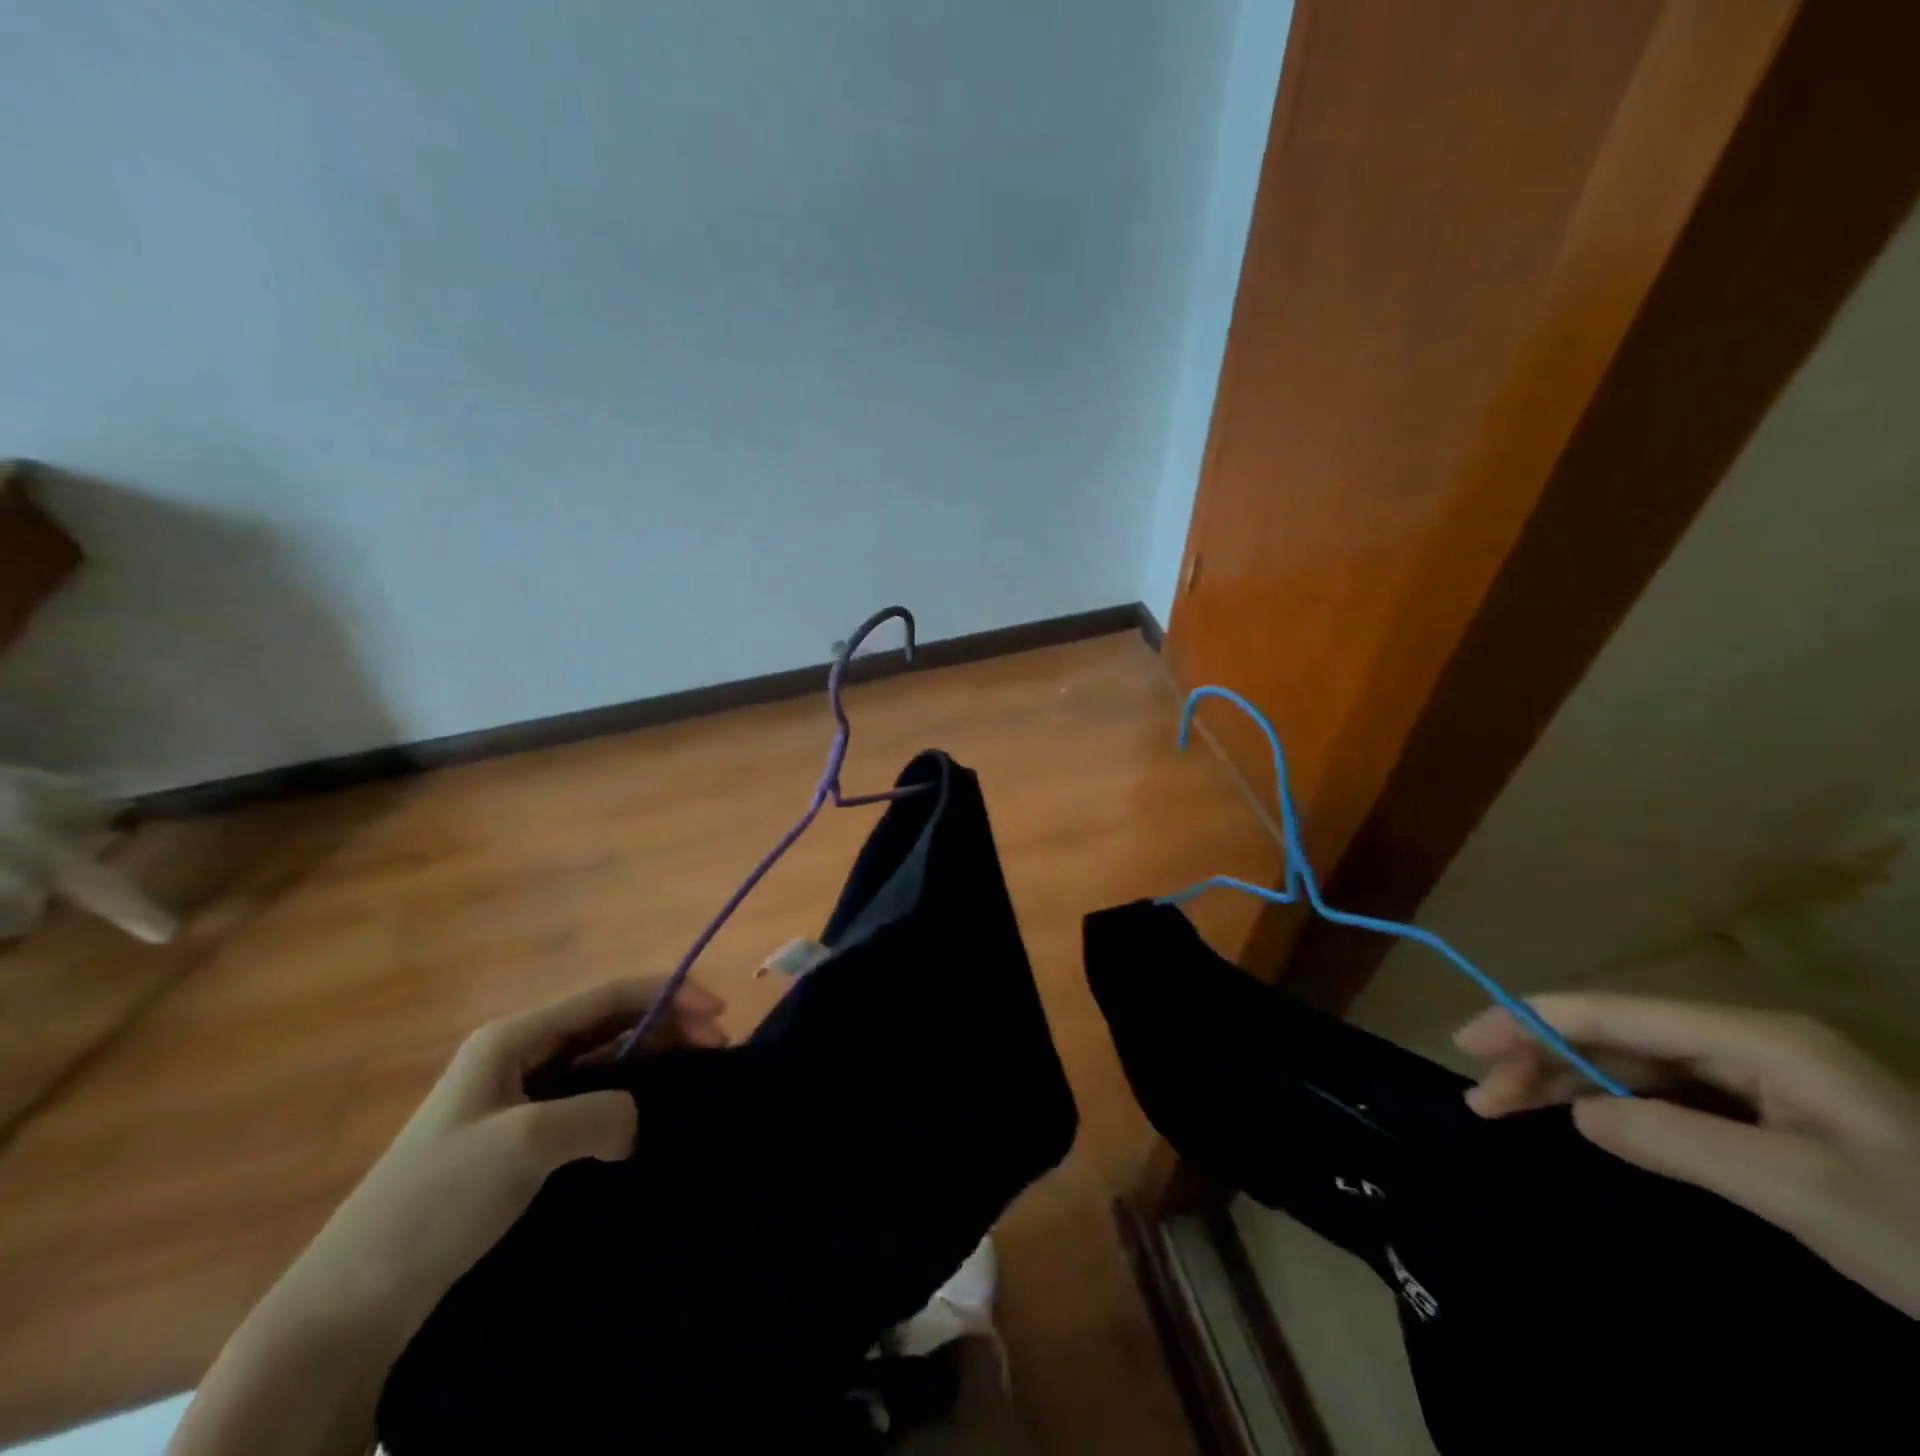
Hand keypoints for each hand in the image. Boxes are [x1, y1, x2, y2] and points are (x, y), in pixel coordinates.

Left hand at [171, 977, 725, 1455]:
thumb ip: (602, 1113)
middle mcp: (521, 1056)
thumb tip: (636, 1121)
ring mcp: (521, 1099)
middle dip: (669, 1025)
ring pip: (606, 1061)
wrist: (351, 1304)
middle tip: (718, 1048)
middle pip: (612, 1022)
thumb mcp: (526, 1144)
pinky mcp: (523, 1142)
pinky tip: (651, 1118)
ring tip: (697, 1079)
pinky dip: (630, 1099)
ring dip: (654, 1062)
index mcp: (515, 1037)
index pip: (609, 995)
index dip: (669, 993)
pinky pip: (591, 1101)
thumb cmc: (436, 1202)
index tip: (718, 1014)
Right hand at [1455, 993, 1919, 1317]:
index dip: (1531, 1018)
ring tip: (1506, 1107)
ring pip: (1632, 1064)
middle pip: (1615, 1035)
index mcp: (1756, 1040)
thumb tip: (1580, 1111)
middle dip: (1540, 1057)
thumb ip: (1676, 1140)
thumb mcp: (1804, 1193)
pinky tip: (1580, 1119)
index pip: (1615, 1013)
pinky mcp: (1768, 1116)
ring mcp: (1760, 1080)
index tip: (1468, 1042)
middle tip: (1481, 1097)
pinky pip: (1664, 1095)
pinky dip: (1610, 1104)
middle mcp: (1748, 1044)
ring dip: (1565, 1081)